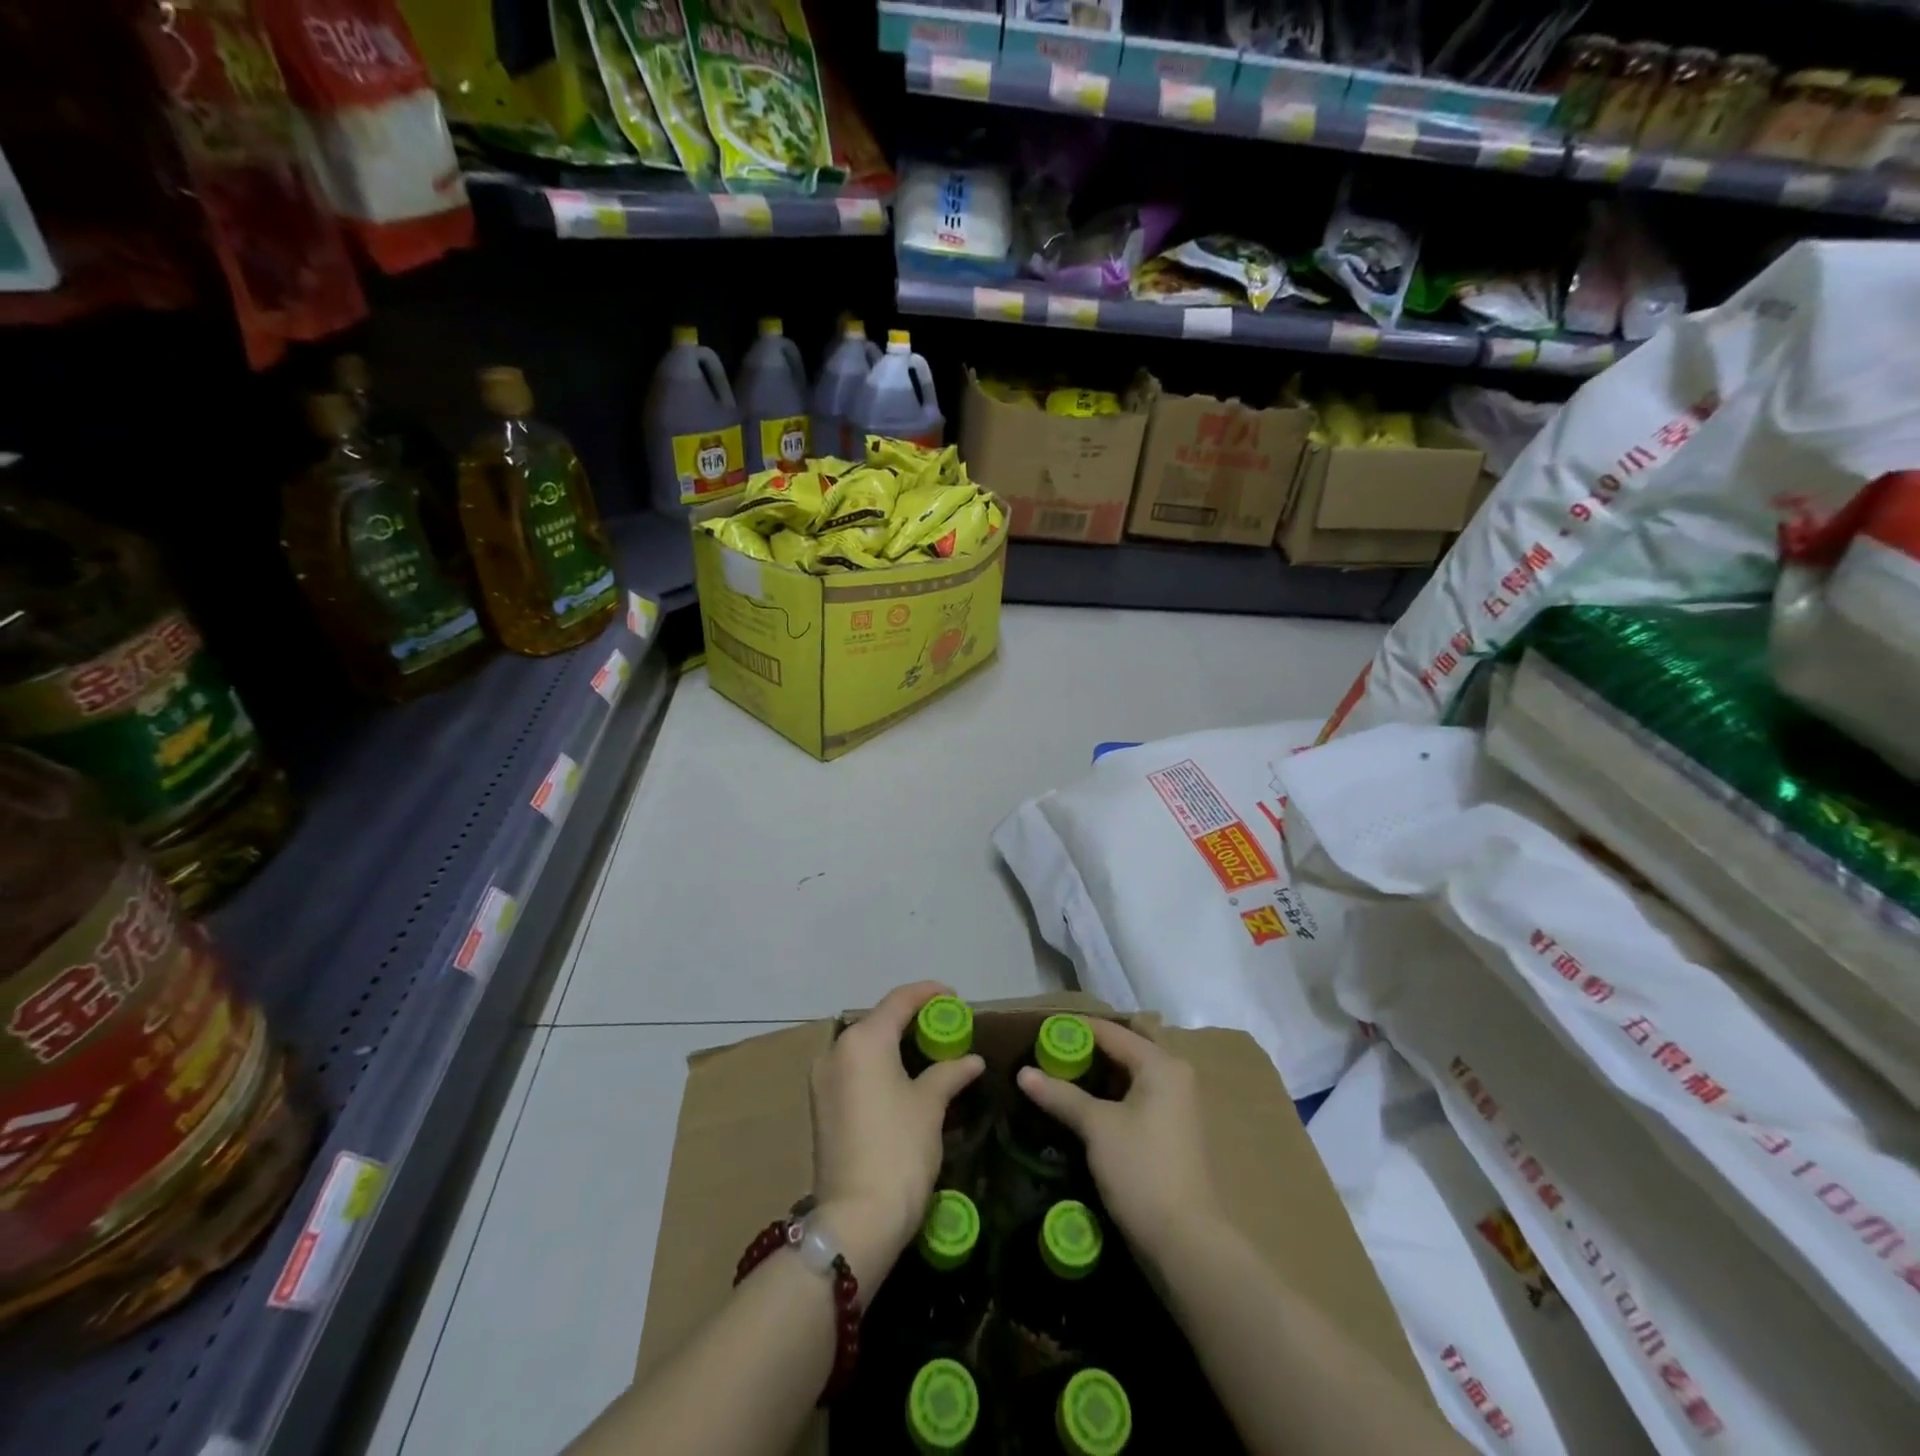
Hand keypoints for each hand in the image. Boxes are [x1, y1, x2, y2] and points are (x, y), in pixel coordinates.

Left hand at [810, 981, 984, 1283]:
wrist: (856, 1220)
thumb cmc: (899, 1150)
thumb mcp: (930, 1106)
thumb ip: (949, 1073)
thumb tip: (972, 1060)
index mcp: (863, 1040)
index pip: (899, 1000)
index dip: (928, 993)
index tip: (954, 997)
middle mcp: (836, 1050)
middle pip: (878, 1020)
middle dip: (911, 1018)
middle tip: (945, 1025)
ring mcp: (823, 1080)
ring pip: (864, 1046)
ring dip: (894, 1042)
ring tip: (928, 1049)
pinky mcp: (820, 1106)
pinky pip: (854, 1069)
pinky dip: (878, 1064)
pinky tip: (902, 1076)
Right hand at [1016, 1018, 1223, 1262]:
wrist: (1186, 1244)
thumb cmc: (1142, 1171)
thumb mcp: (1097, 1128)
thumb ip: (1061, 1095)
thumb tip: (1023, 1073)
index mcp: (1161, 1065)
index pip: (1111, 1032)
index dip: (1074, 1030)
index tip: (1040, 1032)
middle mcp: (1174, 1076)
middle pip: (1123, 1050)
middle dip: (1087, 1051)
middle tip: (1048, 1055)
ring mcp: (1176, 1106)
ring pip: (1129, 1076)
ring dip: (1097, 1075)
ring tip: (1058, 1078)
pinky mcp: (1171, 1132)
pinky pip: (1135, 1098)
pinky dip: (1110, 1096)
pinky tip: (1083, 1107)